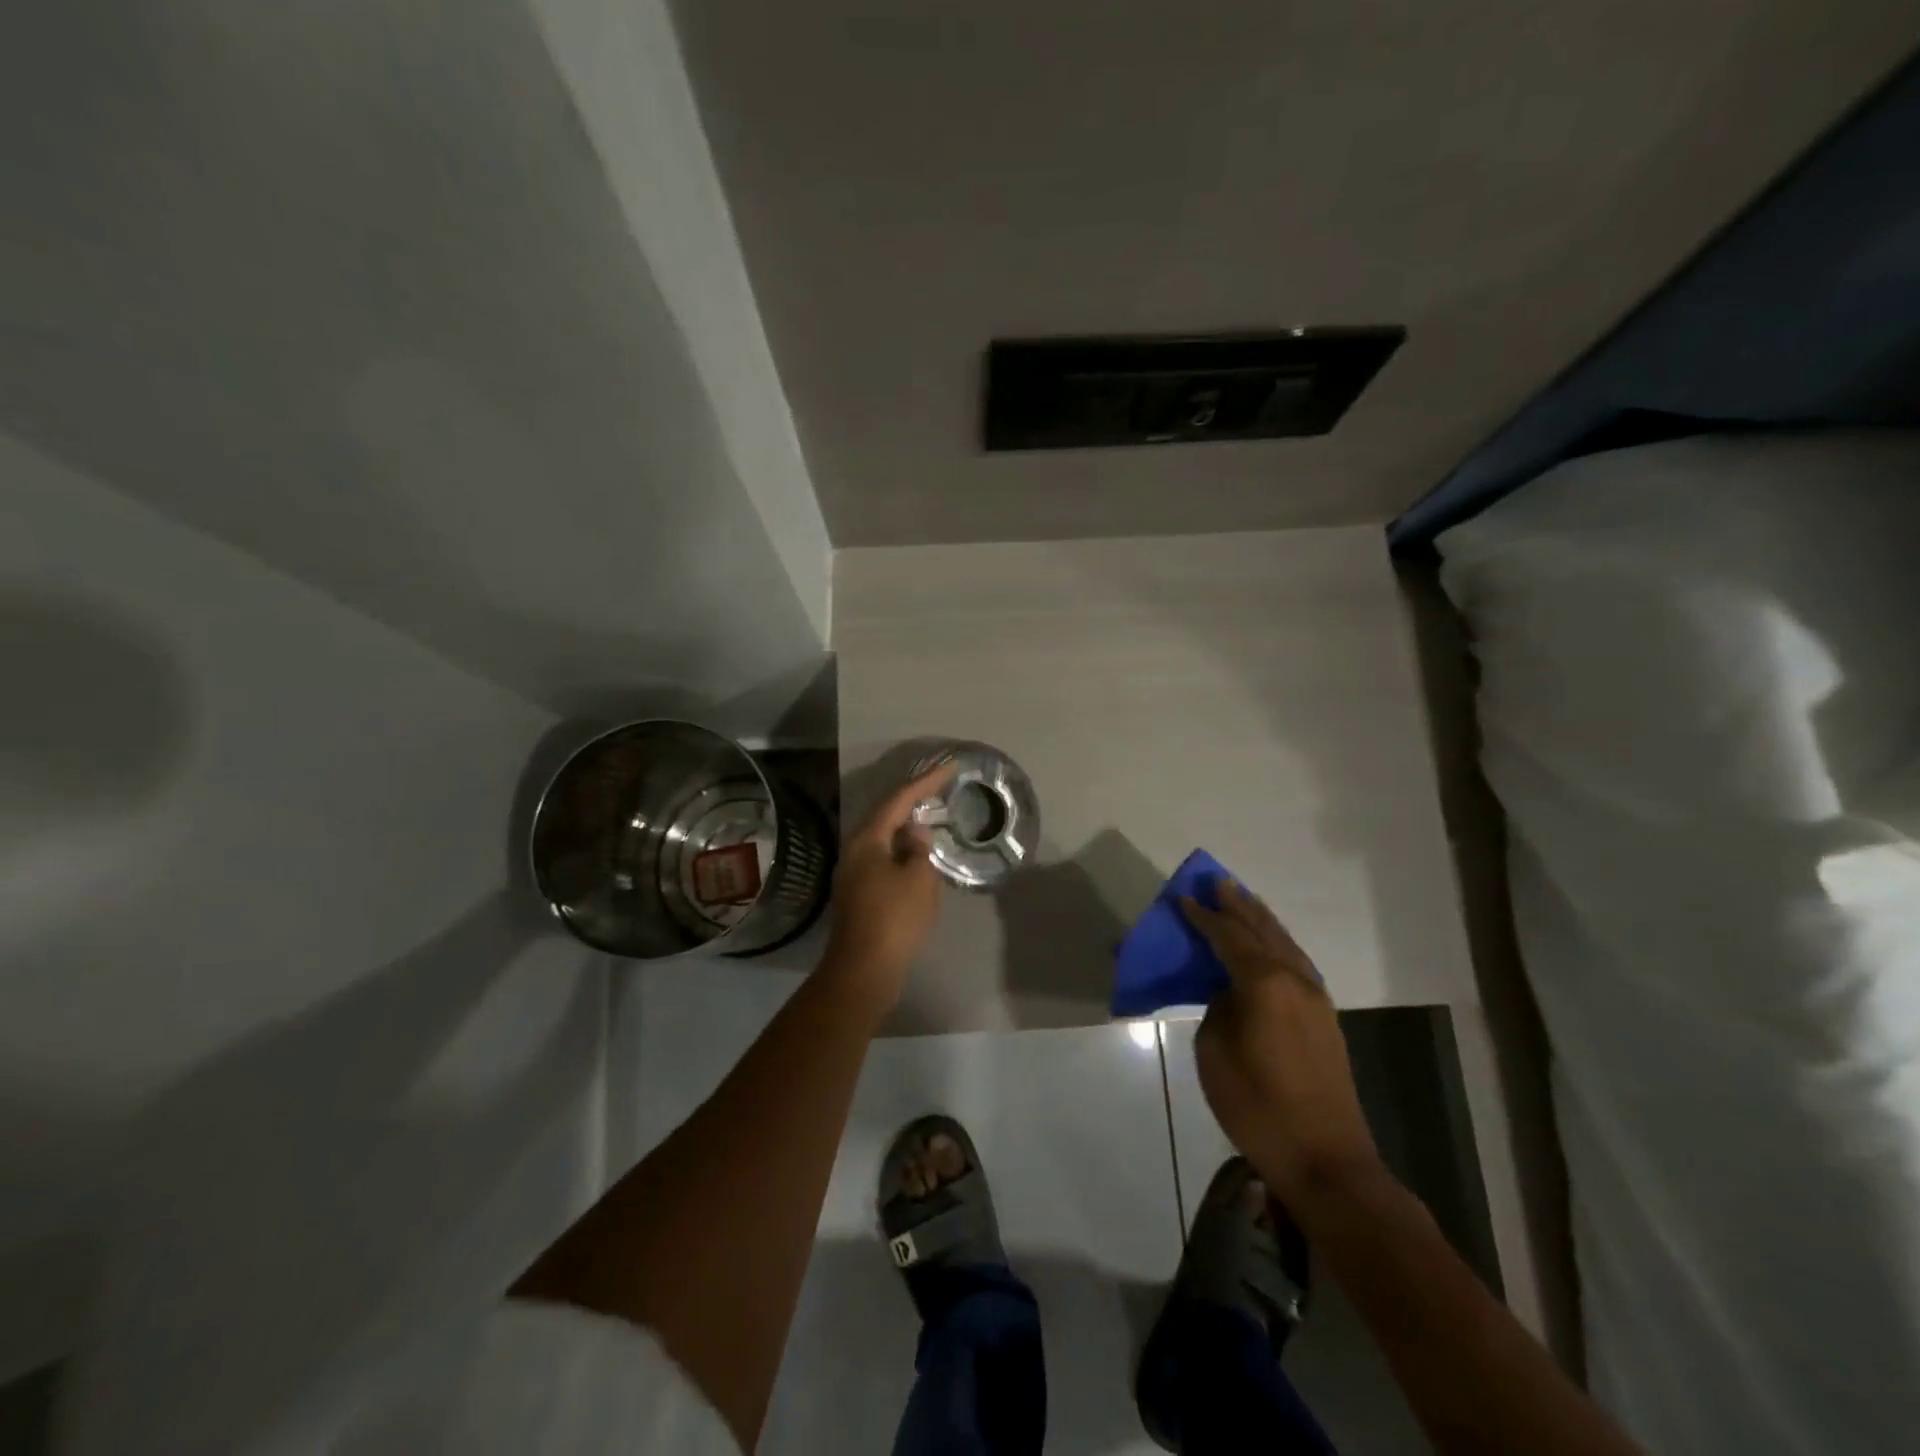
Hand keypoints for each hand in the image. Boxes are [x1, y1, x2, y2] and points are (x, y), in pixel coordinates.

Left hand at [820, 763, 954, 1003]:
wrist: (864, 971)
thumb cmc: (894, 919)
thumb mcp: (918, 878)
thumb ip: (919, 848)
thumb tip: (915, 831)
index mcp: (867, 840)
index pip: (899, 800)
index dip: (926, 782)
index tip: (950, 768)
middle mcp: (855, 851)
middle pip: (885, 816)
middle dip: (913, 800)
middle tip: (940, 788)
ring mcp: (854, 874)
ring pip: (884, 839)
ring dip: (907, 826)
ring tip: (932, 816)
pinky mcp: (860, 894)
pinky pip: (884, 859)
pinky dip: (903, 850)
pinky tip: (918, 856)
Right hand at [1181, 879, 1379, 1202]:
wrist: (1325, 1159)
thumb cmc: (1257, 1106)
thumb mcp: (1215, 1053)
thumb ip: (1219, 1009)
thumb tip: (1230, 993)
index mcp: (1264, 983)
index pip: (1229, 936)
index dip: (1204, 916)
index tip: (1184, 898)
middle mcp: (1294, 980)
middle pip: (1262, 929)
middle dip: (1237, 904)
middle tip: (1217, 880)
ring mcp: (1315, 998)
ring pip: (1285, 943)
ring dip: (1261, 919)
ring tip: (1242, 899)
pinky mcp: (1325, 1018)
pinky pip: (1296, 962)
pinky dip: (1277, 943)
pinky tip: (1269, 943)